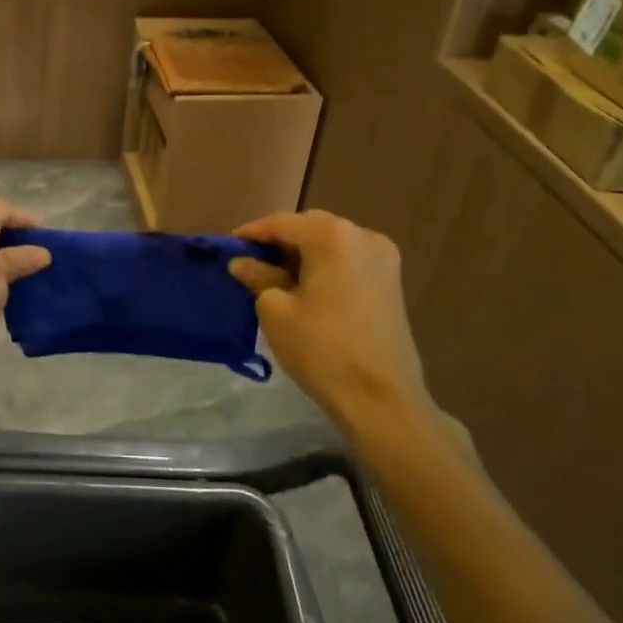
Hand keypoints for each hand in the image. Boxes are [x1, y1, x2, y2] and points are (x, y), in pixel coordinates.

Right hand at [228, 211, 434, 430]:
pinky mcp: (392, 281)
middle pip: (310, 227)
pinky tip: (308, 286)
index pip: (281, 223)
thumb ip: (258, 278)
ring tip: (277, 275)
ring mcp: (383, 257)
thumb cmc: (322, 349)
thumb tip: (242, 264)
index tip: (230, 247)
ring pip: (332, 242)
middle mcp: (362, 235)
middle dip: (280, 241)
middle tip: (252, 262)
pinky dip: (326, 265)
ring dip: (304, 253)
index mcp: (331, 236)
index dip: (252, 233)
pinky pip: (349, 260)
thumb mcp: (276, 311)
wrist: (381, 398)